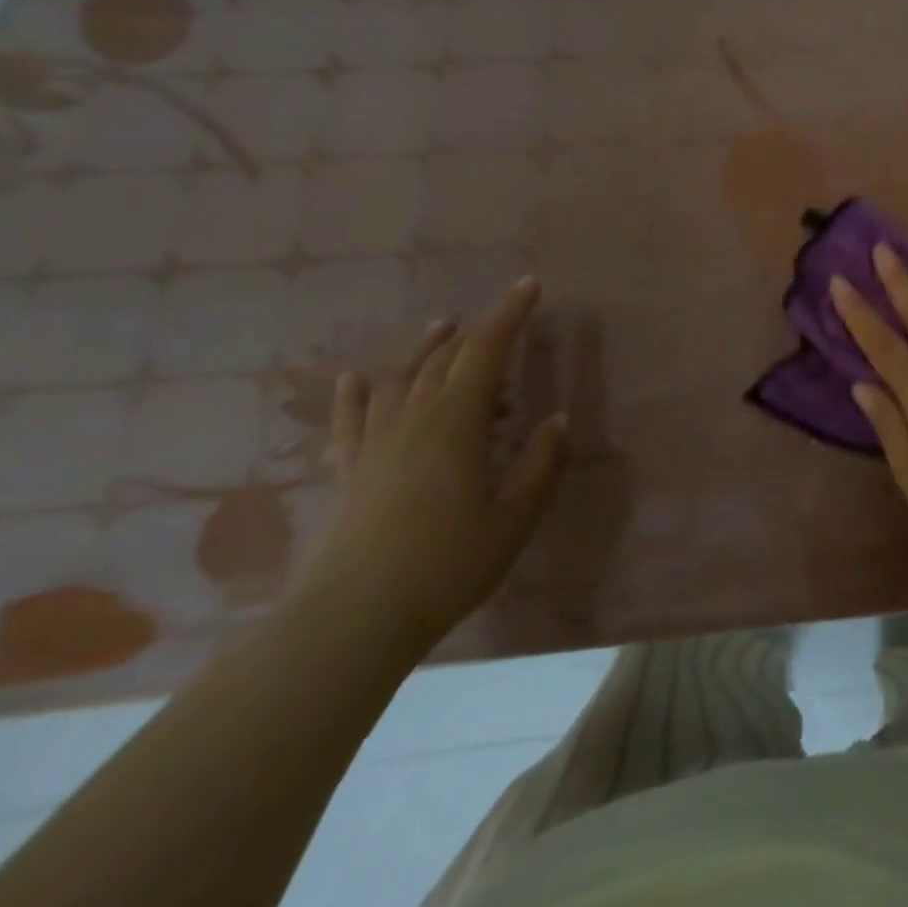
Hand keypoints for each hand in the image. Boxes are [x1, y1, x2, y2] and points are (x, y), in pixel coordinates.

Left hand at [303, 278, 566, 652]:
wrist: (352, 622)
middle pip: (444, 360)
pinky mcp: (350, 473)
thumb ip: (539, 463)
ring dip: (426, 349)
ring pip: (400, 380)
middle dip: (476, 330)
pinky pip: (351, 420)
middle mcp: (413, 421)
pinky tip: (357, 377)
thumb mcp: (515, 516)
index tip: (530, 285)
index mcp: (456, 424)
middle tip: (502, 315)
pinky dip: (356, 393)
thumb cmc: (448, 565)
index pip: (486, 352)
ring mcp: (375, 446)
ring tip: (443, 328)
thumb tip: (557, 419)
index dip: (509, 315)